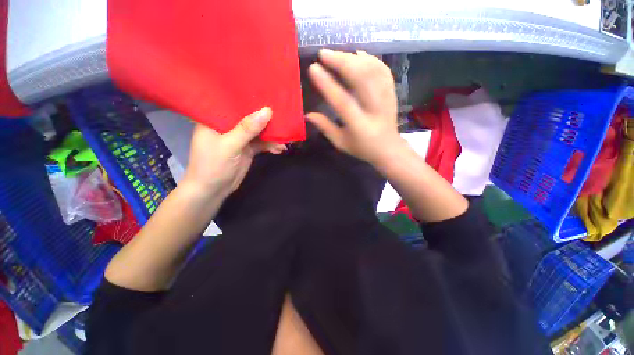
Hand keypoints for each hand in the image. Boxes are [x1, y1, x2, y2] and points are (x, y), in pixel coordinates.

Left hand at [182, 107, 285, 197]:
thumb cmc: (213, 165)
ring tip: (286, 135)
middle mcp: (228, 125)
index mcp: (216, 118)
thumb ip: (247, 129)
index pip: (233, 102)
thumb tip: (267, 111)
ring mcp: (239, 138)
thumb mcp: (229, 145)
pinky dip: (271, 145)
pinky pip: (262, 143)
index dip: (250, 97)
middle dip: (265, 116)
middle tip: (283, 112)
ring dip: (272, 134)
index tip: (267, 92)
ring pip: (258, 130)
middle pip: (249, 116)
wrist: (213, 190)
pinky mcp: (248, 148)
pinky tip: (280, 148)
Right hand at [306, 49, 404, 164]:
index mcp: (359, 126)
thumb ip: (325, 128)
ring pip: (373, 70)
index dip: (327, 84)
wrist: (388, 149)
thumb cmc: (361, 148)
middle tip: (324, 54)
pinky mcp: (392, 92)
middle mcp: (375, 109)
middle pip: (361, 79)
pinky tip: (358, 55)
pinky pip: (383, 70)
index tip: (314, 68)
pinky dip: (370, 59)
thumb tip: (308, 114)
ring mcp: (386, 99)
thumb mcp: (340, 143)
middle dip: (341, 62)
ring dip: (354, 58)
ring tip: (337, 54)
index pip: (343, 101)